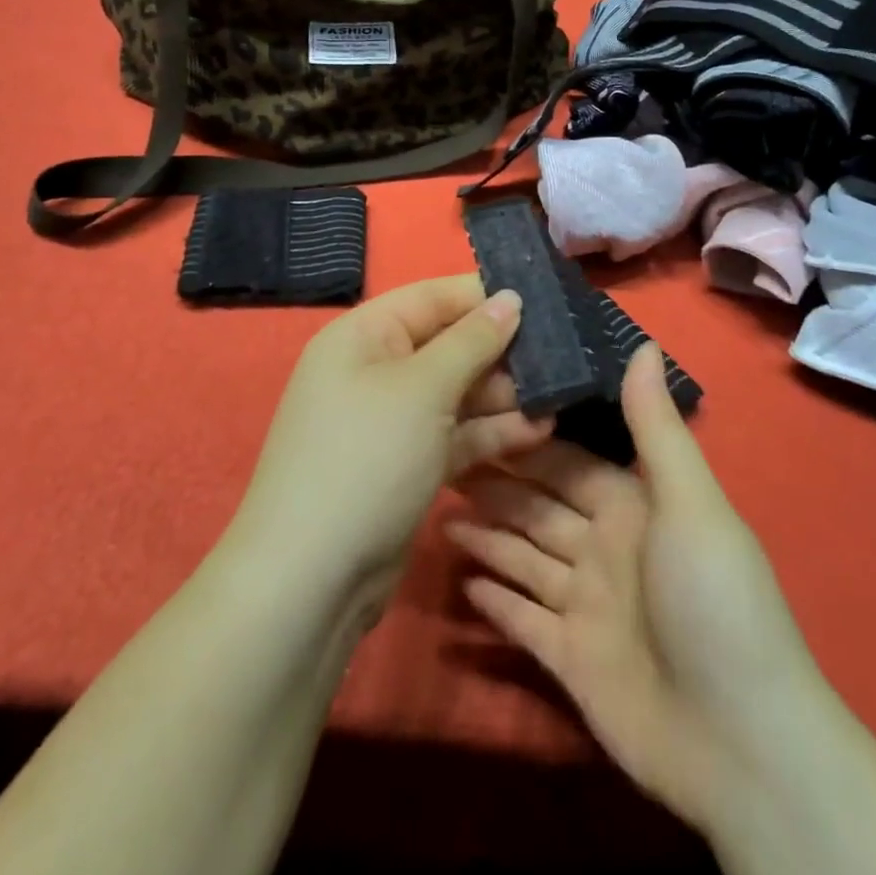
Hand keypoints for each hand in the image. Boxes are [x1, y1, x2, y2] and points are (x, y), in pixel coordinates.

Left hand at [228, 275, 552, 621]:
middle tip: (563, 355)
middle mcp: (375, 370)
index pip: (432, 297)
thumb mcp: (423, 388)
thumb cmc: (367, 457)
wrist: (312, 579)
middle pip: (449, 344)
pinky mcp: (407, 465)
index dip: (484, 295)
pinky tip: (539, 432)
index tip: (543, 299)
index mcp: (364, 335)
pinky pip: (455, 434)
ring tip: (560, 396)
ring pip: (457, 393)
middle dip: (502, 350)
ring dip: (505, 396)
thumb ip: (472, 340)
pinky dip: (491, 433)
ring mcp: (391, 421)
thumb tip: (510, 297)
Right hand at [449, 346, 821, 834]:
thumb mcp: (688, 502)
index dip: (525, 439)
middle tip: (438, 455)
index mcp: (632, 506)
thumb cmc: (712, 599)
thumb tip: (641, 343)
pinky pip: (523, 619)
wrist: (739, 742)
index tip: (476, 410)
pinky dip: (495, 600)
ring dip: (485, 534)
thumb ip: (656, 426)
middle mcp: (605, 548)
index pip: (566, 462)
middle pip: (537, 505)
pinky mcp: (569, 659)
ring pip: (523, 556)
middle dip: (494, 481)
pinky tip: (460, 578)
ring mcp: (586, 606)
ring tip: (435, 507)